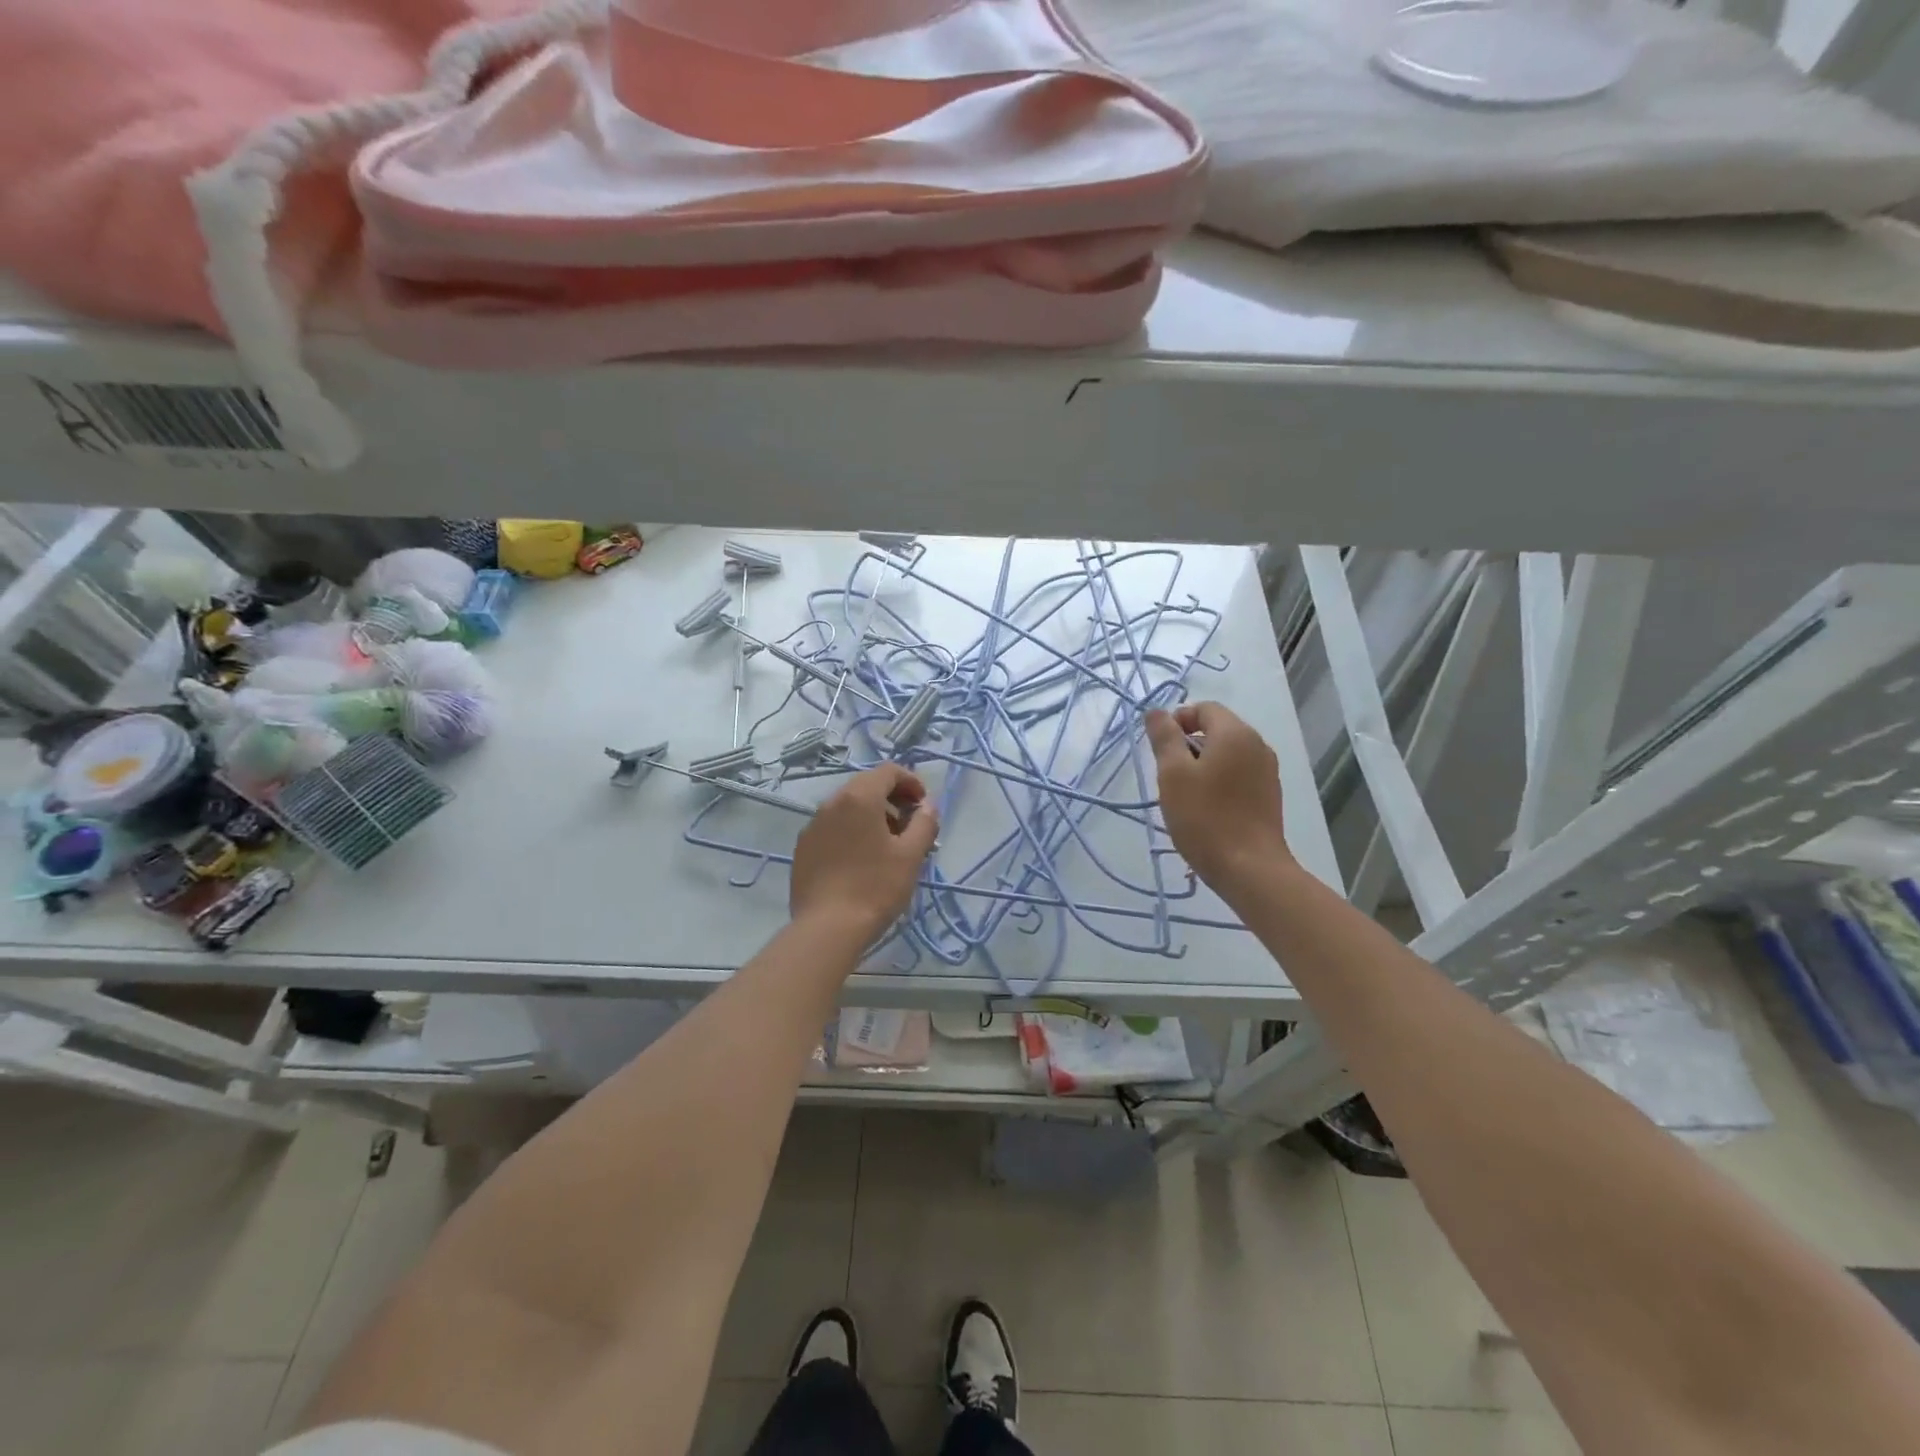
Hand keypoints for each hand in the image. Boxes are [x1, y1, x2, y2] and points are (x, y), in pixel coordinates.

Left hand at [790, 763, 938, 940]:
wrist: (827, 928)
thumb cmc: (876, 887)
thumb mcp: (911, 855)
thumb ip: (925, 822)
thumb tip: (928, 806)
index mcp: (859, 797)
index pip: (888, 771)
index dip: (911, 782)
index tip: (923, 807)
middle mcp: (831, 803)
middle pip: (866, 786)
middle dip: (892, 800)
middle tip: (909, 827)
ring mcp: (813, 825)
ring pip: (848, 808)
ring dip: (872, 816)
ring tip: (887, 847)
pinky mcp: (803, 848)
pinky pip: (832, 828)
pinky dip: (851, 832)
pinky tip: (861, 861)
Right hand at [1145, 702, 1291, 893]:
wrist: (1249, 868)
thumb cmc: (1205, 817)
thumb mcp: (1173, 774)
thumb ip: (1164, 738)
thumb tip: (1156, 712)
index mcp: (1235, 734)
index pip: (1204, 708)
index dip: (1178, 720)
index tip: (1161, 749)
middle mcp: (1257, 745)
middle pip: (1217, 729)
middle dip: (1189, 745)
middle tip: (1169, 775)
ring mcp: (1267, 771)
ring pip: (1228, 754)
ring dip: (1203, 764)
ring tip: (1186, 795)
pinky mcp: (1269, 795)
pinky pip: (1239, 774)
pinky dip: (1220, 780)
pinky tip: (1207, 808)